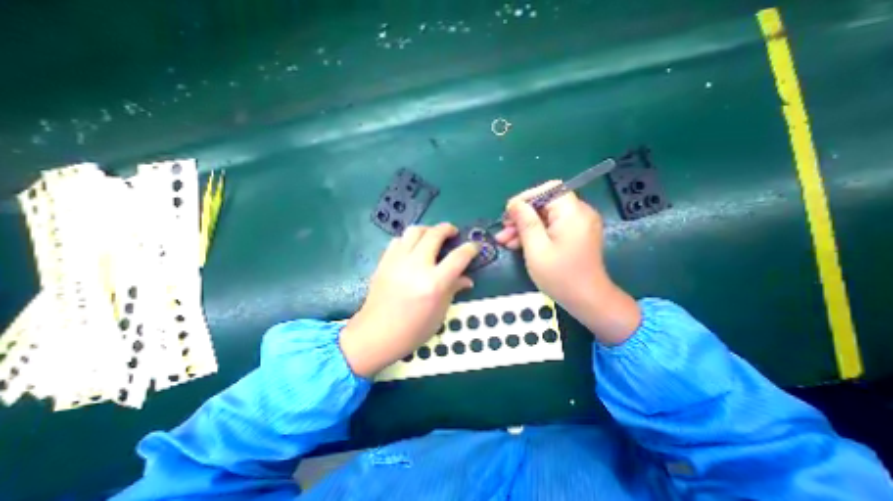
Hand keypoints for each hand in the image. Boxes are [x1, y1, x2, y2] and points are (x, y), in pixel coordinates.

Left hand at [341, 221, 481, 374]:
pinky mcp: (384, 262)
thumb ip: (453, 290)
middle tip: (453, 233)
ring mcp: (398, 261)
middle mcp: (416, 266)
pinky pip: (398, 240)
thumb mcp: (439, 313)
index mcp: (434, 283)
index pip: (458, 257)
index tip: (474, 247)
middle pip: (435, 234)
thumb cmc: (412, 330)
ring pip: (414, 231)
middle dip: (448, 229)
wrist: (376, 334)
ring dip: (427, 230)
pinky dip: (409, 239)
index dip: (470, 249)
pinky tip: (412, 249)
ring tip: (432, 237)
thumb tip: (467, 279)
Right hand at [496, 182, 642, 344]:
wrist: (588, 301)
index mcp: (572, 213)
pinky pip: (551, 227)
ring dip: (525, 226)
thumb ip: (525, 222)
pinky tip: (517, 245)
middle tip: (503, 230)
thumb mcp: (536, 249)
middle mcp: (579, 213)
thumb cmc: (560, 276)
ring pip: (545, 216)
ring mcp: (578, 225)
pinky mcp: (574, 235)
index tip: (509, 213)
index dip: (526, 198)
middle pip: (545, 203)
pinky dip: (535, 233)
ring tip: (505, 241)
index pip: (548, 189)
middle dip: (522, 215)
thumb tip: (514, 204)